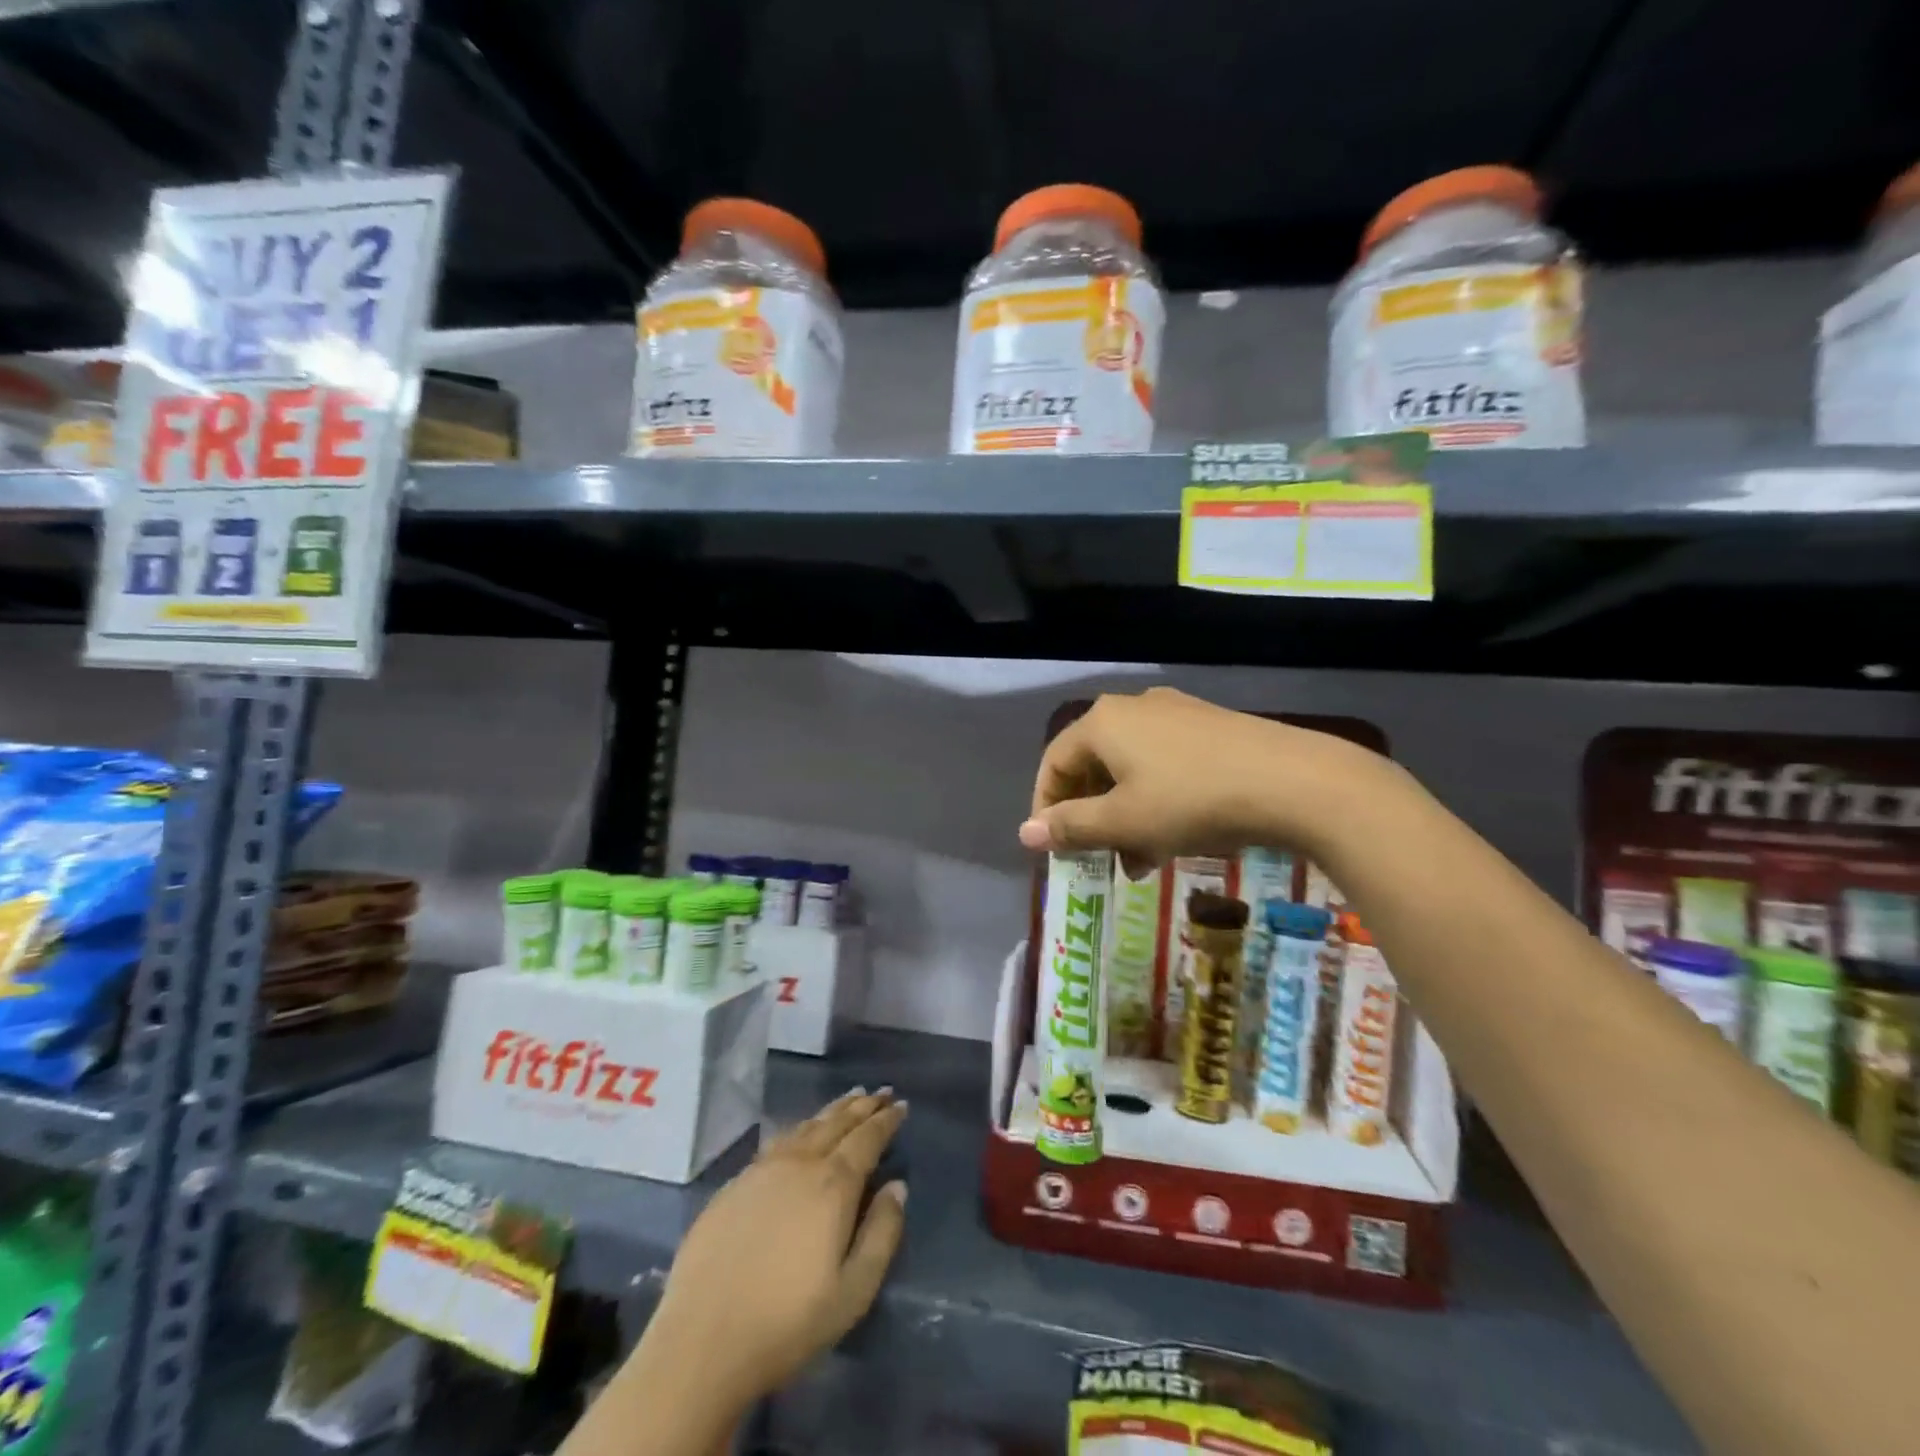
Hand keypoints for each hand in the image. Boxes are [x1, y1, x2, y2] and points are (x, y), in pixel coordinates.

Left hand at [641, 1089, 908, 1409]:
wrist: (702, 1342)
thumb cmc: (787, 1323)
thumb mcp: (853, 1291)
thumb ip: (881, 1233)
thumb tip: (897, 1186)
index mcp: (833, 1185)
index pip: (867, 1139)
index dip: (886, 1120)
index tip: (901, 1105)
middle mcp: (800, 1163)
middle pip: (837, 1123)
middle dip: (862, 1106)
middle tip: (881, 1092)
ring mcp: (762, 1169)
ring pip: (806, 1126)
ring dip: (832, 1111)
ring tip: (849, 1099)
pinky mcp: (734, 1184)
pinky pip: (778, 1140)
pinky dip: (800, 1127)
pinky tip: (801, 1131)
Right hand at [1017, 687, 1384, 871]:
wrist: (1294, 781)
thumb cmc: (1192, 802)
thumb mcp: (1124, 822)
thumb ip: (1070, 827)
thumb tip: (1025, 833)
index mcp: (1103, 722)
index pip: (1053, 763)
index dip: (1046, 808)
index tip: (1054, 849)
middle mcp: (1133, 707)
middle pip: (1093, 765)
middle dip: (1092, 817)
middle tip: (1102, 859)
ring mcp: (1176, 713)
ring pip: (1131, 768)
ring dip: (1125, 815)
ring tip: (1143, 860)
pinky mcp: (1211, 726)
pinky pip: (1164, 763)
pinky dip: (1157, 799)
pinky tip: (1177, 834)